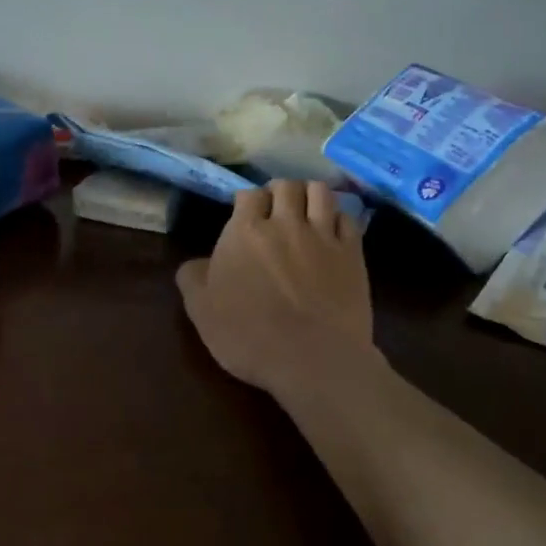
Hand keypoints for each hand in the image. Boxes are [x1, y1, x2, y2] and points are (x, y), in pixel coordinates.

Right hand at [177, 179, 375, 394]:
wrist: (313, 359)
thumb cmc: (249, 336)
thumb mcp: (202, 312)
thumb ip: (193, 279)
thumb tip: (196, 262)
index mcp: (245, 232)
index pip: (248, 194)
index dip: (247, 201)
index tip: (246, 215)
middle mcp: (284, 223)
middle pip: (285, 186)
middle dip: (279, 192)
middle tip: (276, 210)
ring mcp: (322, 235)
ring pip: (319, 191)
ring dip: (309, 194)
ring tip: (306, 209)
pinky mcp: (352, 253)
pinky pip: (347, 218)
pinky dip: (338, 217)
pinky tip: (333, 230)